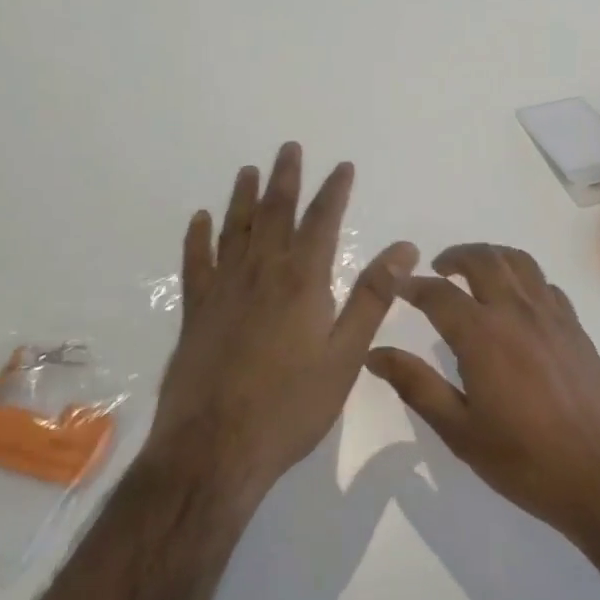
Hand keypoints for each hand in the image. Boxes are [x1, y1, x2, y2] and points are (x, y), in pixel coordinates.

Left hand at [150, 142, 417, 496]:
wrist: (213, 451)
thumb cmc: (291, 406)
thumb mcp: (346, 355)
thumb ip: (372, 297)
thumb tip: (404, 247)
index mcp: (302, 280)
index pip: (322, 221)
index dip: (334, 191)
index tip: (342, 166)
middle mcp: (261, 273)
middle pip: (275, 213)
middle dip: (286, 178)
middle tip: (289, 148)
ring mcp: (223, 290)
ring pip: (235, 229)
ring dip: (244, 197)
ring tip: (249, 170)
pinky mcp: (195, 313)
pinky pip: (196, 263)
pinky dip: (198, 237)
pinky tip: (200, 220)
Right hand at [365, 243, 599, 537]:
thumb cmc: (523, 459)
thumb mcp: (459, 430)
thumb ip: (416, 385)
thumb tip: (376, 355)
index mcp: (483, 334)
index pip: (439, 294)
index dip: (414, 286)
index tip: (398, 287)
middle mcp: (517, 311)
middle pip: (484, 260)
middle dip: (455, 256)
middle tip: (438, 269)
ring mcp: (552, 314)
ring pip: (519, 262)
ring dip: (491, 257)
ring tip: (475, 272)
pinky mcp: (576, 326)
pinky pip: (545, 284)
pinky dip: (523, 278)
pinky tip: (517, 301)